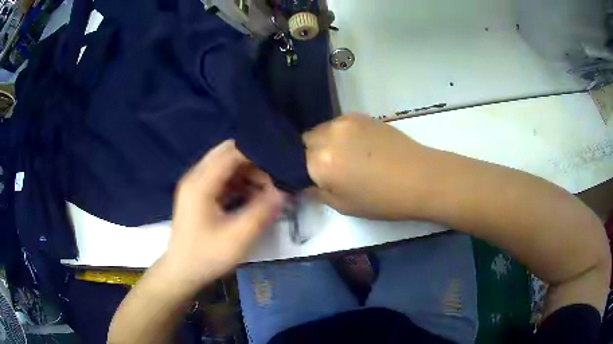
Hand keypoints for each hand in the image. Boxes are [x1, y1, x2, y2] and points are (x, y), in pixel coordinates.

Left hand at [164, 140, 283, 292]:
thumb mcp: (237, 237)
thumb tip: (282, 192)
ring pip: (225, 165)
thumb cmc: (206, 256)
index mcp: (201, 183)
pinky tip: (251, 197)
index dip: (257, 154)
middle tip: (273, 179)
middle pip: (227, 153)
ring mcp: (195, 185)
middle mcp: (196, 176)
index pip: (232, 151)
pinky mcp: (198, 195)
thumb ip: (261, 212)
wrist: (181, 271)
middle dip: (253, 162)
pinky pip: (221, 178)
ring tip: (266, 190)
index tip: (278, 166)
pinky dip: (238, 182)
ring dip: (246, 173)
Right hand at [303, 115, 433, 219]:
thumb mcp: (344, 206)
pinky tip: (358, 147)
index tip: (309, 177)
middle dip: (308, 154)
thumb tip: (305, 182)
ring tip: (345, 157)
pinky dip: (339, 135)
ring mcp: (345, 121)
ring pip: (321, 130)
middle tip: (327, 169)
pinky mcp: (360, 115)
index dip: (299, 169)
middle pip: (304, 140)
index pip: (292, 160)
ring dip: (324, 142)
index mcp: (320, 162)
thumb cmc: (383, 200)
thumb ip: (317, 191)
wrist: (420, 177)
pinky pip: (338, 124)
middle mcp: (328, 135)